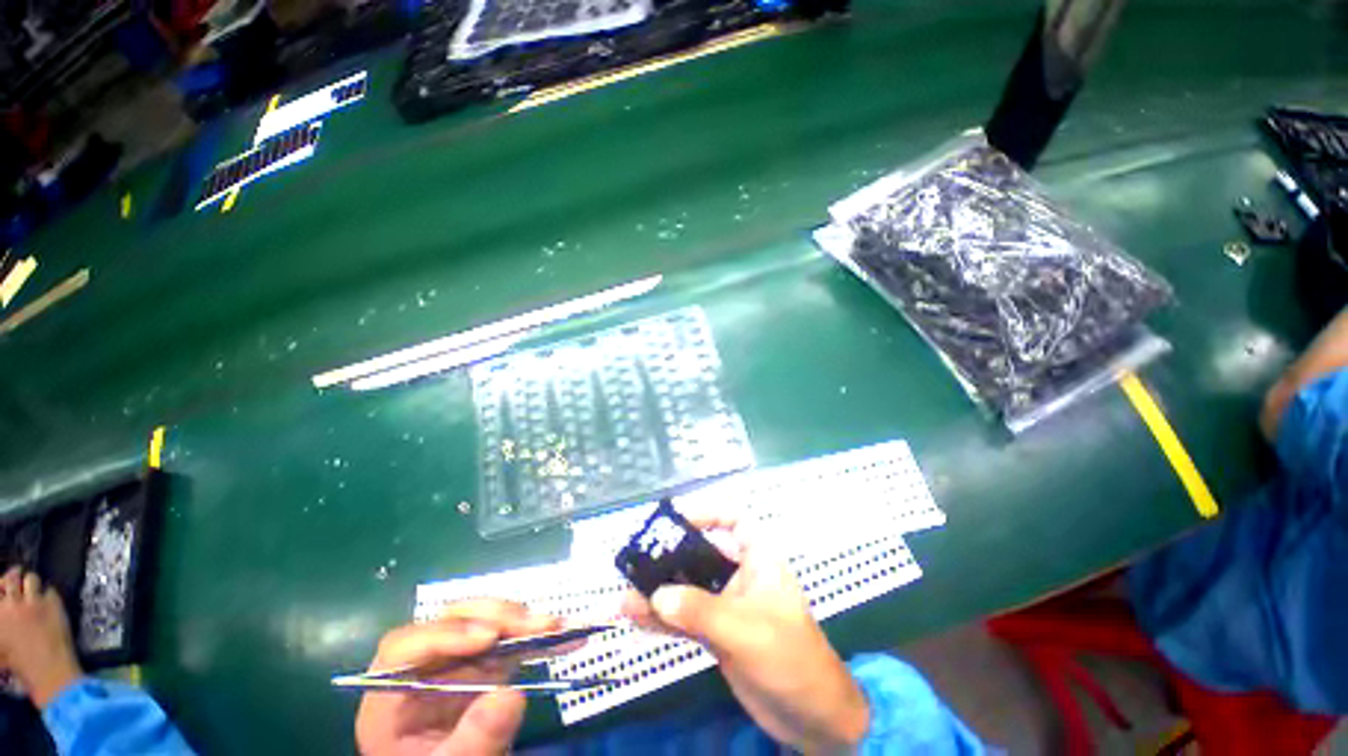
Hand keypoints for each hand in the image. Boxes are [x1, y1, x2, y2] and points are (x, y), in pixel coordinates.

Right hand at [0, 567, 82, 707]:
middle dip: (14, 577)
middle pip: (11, 577)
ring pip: (31, 578)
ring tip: (34, 590)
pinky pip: (51, 589)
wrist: (47, 671)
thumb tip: (4, 610)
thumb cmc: (20, 665)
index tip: (4, 590)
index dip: (1, 587)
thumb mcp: (0, 646)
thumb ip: (1, 622)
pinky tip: (49, 601)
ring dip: (32, 583)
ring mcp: (33, 601)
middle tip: (18, 583)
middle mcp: (11, 604)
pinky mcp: (53, 603)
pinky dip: (49, 593)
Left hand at [355, 600, 561, 755]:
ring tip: (558, 627)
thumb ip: (473, 741)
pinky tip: (565, 634)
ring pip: (484, 620)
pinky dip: (537, 635)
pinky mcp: (485, 663)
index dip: (445, 634)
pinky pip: (509, 639)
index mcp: (393, 695)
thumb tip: (512, 694)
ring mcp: (457, 662)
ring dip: (522, 620)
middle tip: (540, 625)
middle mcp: (424, 668)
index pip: (405, 649)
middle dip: (498, 617)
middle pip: (452, 622)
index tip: (489, 638)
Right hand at [621, 514, 868, 754]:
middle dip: (670, 558)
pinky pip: (686, 619)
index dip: (707, 513)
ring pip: (689, 590)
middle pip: (702, 554)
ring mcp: (728, 606)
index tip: (675, 518)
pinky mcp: (718, 634)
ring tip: (626, 599)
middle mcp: (741, 576)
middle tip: (636, 562)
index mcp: (759, 560)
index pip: (734, 521)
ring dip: (660, 594)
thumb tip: (656, 596)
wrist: (812, 717)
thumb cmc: (789, 657)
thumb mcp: (745, 628)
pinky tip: (638, 620)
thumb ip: (700, 610)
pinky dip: (664, 620)